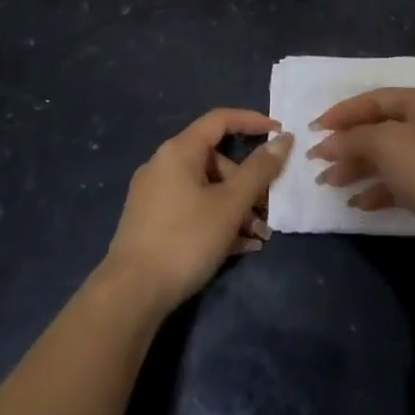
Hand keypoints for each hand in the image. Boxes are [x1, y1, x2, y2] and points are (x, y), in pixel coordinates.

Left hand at [103, 108, 290, 313]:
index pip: (220, 120)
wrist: (131, 294)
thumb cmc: (185, 239)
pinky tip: (241, 247)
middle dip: (248, 183)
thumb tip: (283, 139)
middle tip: (269, 209)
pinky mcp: (152, 223)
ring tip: (259, 236)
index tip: (280, 132)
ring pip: (206, 189)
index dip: (252, 121)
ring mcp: (155, 195)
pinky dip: (217, 220)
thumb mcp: (230, 204)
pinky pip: (193, 209)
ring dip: (237, 208)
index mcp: (178, 151)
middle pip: (216, 160)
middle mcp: (163, 166)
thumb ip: (259, 170)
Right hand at [309, 89, 414, 270]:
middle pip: (379, 128)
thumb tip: (327, 143)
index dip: (341, 113)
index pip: (373, 99)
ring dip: (357, 169)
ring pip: (388, 157)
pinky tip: (358, 204)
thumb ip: (353, 138)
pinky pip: (400, 182)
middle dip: (347, 145)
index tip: (312, 130)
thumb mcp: (386, 144)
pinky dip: (378, 190)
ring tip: (329, 184)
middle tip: (317, 162)